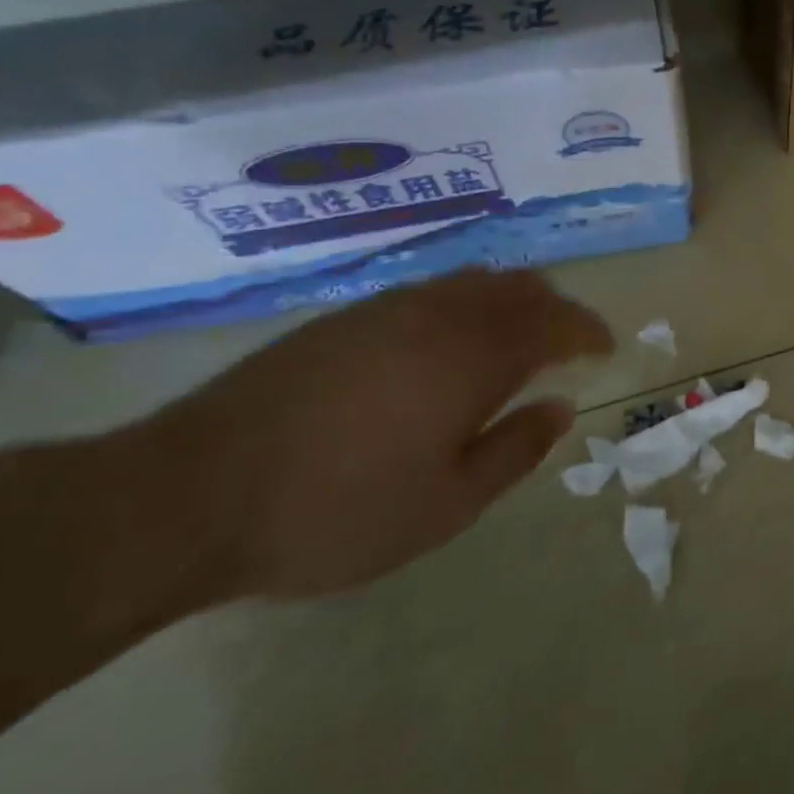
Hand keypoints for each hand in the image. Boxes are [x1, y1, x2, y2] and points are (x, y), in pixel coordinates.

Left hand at [133, 269, 611, 601]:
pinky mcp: (345, 319)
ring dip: (511, 301)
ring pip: (473, 282)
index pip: (555, 322)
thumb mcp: (446, 505)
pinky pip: (431, 292)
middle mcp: (439, 317)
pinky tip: (450, 341)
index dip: (589, 330)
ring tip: (518, 337)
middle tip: (569, 342)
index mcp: (473, 357)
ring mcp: (388, 311)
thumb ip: (514, 451)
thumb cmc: (335, 511)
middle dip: (556, 309)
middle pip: (518, 288)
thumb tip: (560, 407)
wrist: (187, 495)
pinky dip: (465, 304)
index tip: (606, 348)